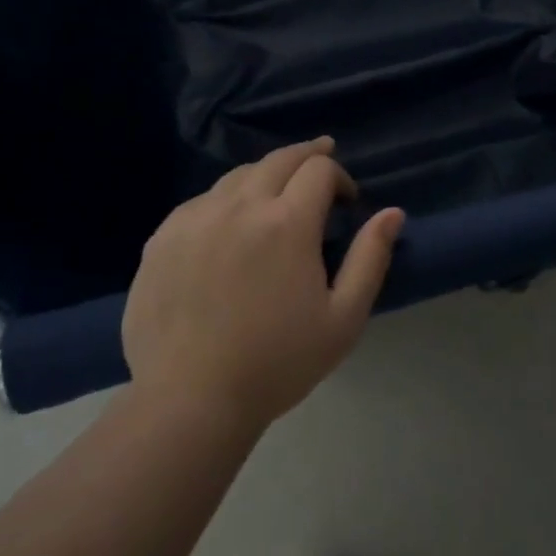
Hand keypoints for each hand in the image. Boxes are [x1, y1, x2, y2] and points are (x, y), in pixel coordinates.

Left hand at [123, 138, 403, 432]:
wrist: (189, 400)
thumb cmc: (276, 363)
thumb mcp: (343, 319)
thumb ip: (370, 258)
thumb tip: (392, 212)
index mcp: (287, 222)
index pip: (319, 169)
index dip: (339, 176)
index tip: (346, 201)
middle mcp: (240, 205)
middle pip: (278, 159)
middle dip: (306, 156)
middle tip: (320, 160)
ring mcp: (195, 217)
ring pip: (238, 176)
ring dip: (265, 176)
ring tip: (276, 192)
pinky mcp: (163, 236)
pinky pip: (202, 201)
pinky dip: (226, 200)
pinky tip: (230, 223)